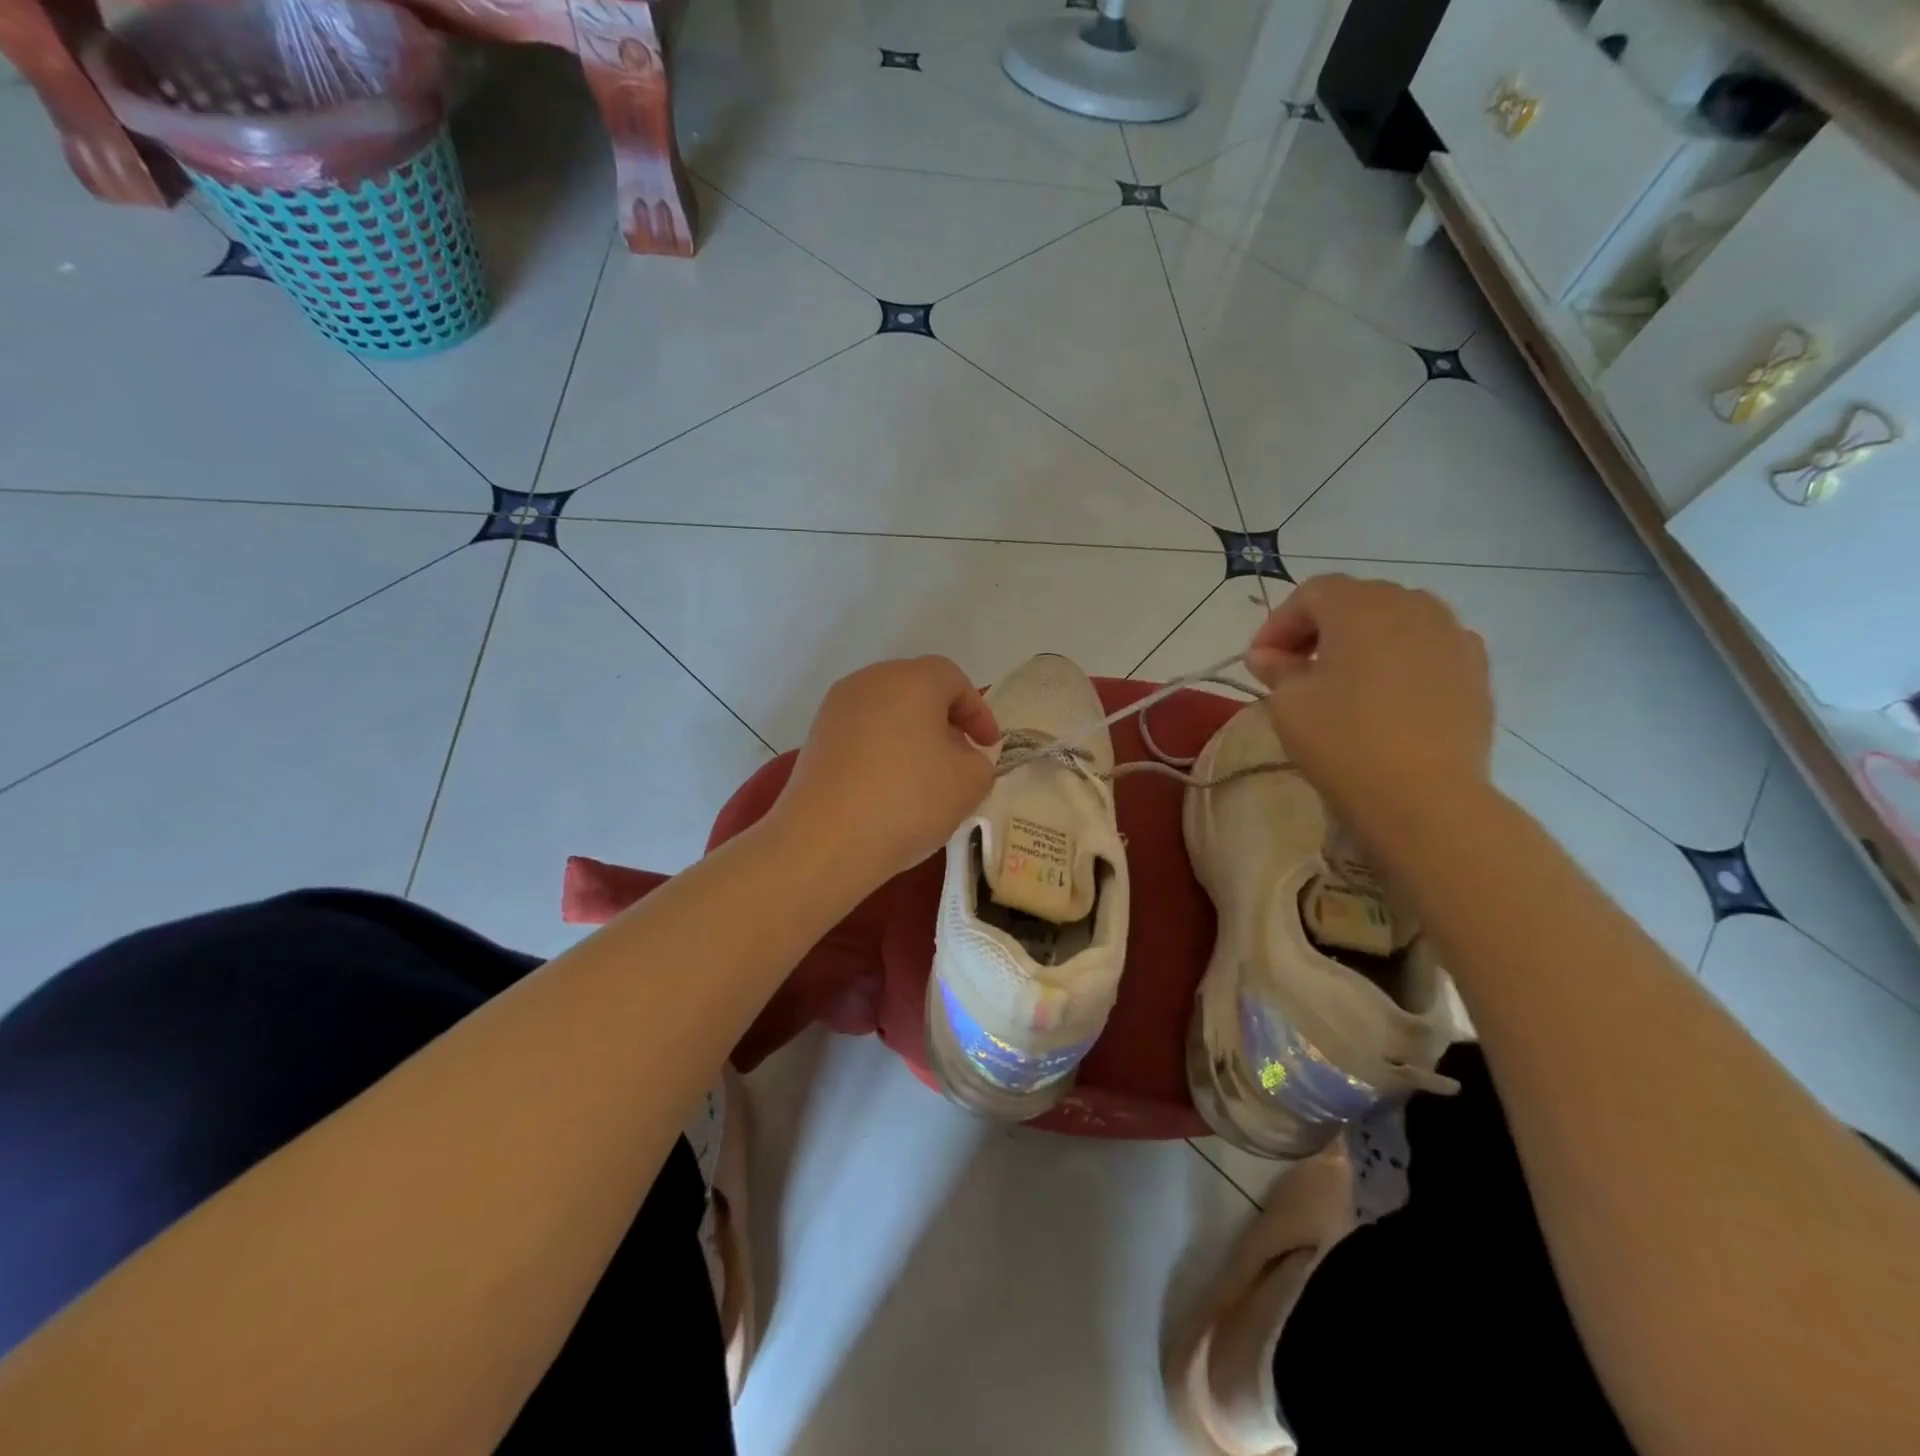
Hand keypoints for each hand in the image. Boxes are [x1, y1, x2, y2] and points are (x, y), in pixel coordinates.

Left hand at [774, 656, 999, 884]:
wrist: (823, 841)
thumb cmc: (907, 801)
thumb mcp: (969, 784)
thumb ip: (980, 762)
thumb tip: (960, 758)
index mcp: (911, 680)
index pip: (954, 680)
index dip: (978, 712)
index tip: (990, 747)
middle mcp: (869, 682)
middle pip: (917, 690)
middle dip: (945, 721)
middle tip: (961, 757)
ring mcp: (836, 709)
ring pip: (887, 712)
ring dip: (912, 736)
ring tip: (926, 777)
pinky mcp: (816, 738)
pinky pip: (862, 734)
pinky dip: (883, 751)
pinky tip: (890, 789)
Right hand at [1245, 575, 1492, 841]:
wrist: (1425, 795)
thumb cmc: (1343, 740)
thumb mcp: (1289, 703)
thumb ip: (1276, 668)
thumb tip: (1266, 655)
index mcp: (1360, 606)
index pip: (1310, 594)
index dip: (1278, 624)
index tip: (1259, 662)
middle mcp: (1411, 605)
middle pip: (1356, 600)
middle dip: (1319, 628)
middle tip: (1294, 667)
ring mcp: (1452, 634)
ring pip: (1396, 620)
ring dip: (1362, 640)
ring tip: (1343, 679)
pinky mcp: (1476, 669)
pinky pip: (1429, 647)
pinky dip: (1401, 658)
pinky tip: (1388, 693)